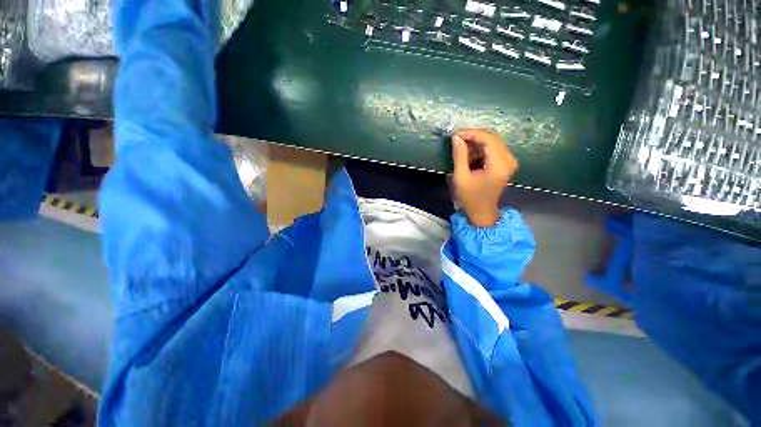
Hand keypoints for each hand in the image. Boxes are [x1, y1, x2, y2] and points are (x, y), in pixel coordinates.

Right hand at [451, 129, 518, 227]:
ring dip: (476, 143)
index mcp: (499, 165)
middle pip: (492, 138)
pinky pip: (494, 149)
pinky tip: (469, 155)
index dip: (472, 133)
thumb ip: (459, 156)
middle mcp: (509, 160)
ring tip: (461, 149)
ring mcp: (509, 161)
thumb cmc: (470, 197)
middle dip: (473, 137)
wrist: (482, 211)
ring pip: (493, 142)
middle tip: (457, 140)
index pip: (488, 139)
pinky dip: (481, 149)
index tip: (456, 135)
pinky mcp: (506, 163)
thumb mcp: (461, 177)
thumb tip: (456, 137)